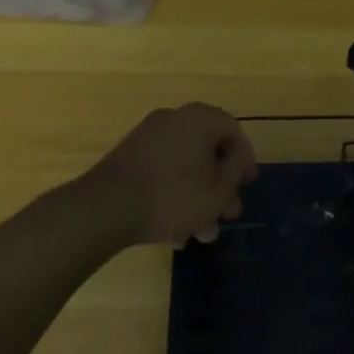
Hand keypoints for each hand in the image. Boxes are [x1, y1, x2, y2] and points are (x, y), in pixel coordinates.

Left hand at [79, 103, 256, 247]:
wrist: (106, 208)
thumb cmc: (173, 195)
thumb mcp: (217, 189)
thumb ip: (235, 172)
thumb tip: (237, 160)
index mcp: (199, 118)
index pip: (233, 130)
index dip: (245, 159)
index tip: (247, 186)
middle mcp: (174, 120)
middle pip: (207, 151)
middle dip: (220, 187)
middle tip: (227, 215)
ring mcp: (147, 138)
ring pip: (184, 167)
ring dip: (198, 198)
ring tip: (201, 234)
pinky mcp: (128, 159)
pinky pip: (162, 173)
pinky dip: (173, 196)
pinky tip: (174, 233)